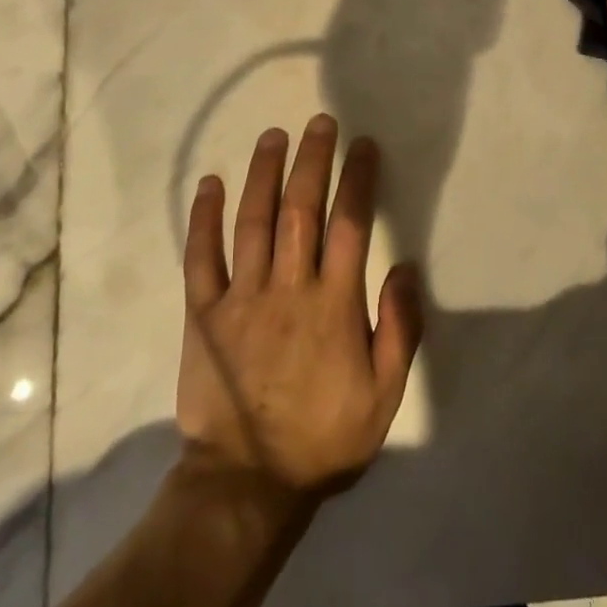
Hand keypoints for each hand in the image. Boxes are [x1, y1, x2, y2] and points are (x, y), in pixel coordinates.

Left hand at [177, 115, 422, 499]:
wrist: (247, 484)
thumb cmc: (324, 439)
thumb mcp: (384, 397)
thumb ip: (399, 330)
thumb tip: (405, 268)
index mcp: (333, 305)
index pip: (350, 224)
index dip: (357, 179)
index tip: (363, 146)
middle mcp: (288, 288)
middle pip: (301, 209)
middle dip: (312, 159)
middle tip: (319, 122)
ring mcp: (242, 297)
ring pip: (253, 221)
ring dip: (263, 173)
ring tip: (273, 136)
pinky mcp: (204, 313)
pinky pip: (201, 257)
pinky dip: (204, 218)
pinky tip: (211, 183)